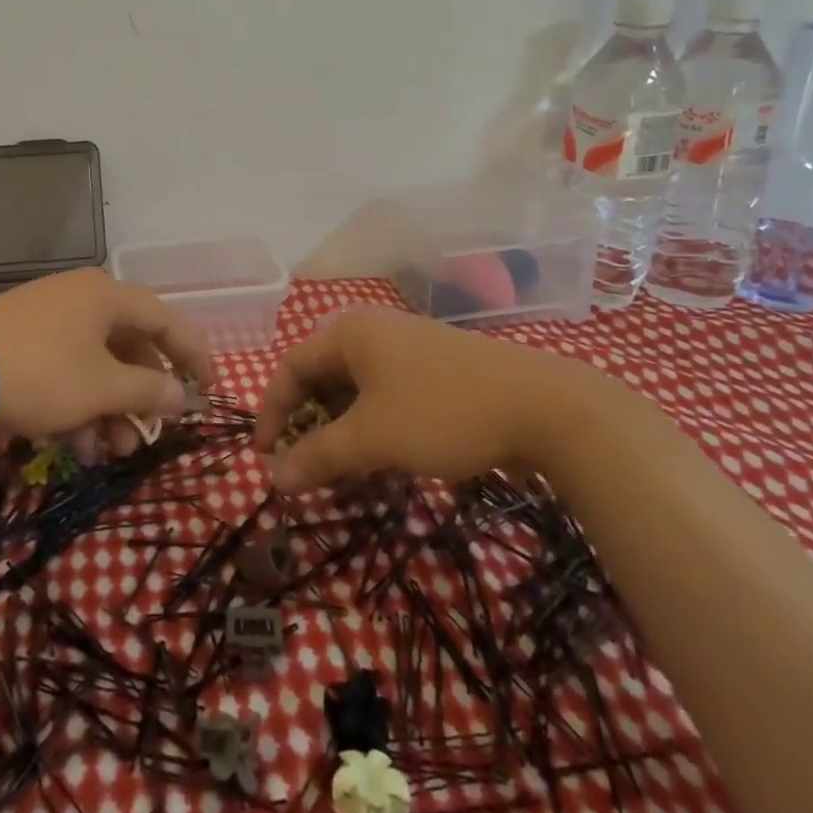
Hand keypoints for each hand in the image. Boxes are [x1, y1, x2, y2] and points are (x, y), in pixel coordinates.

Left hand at [0, 268, 213, 446]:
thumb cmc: (42, 373)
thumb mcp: (101, 387)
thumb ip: (148, 390)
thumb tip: (180, 395)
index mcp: (106, 296)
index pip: (165, 321)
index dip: (192, 355)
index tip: (208, 389)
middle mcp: (80, 298)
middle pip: (128, 346)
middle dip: (139, 397)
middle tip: (145, 435)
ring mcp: (47, 317)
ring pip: (95, 364)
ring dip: (108, 408)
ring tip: (104, 451)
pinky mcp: (20, 339)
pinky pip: (65, 368)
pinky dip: (77, 402)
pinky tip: (74, 442)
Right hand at [253, 307, 613, 491]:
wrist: (546, 408)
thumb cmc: (442, 412)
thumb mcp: (372, 438)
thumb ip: (319, 457)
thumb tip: (273, 479)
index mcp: (349, 333)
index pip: (290, 368)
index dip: (272, 413)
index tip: (265, 458)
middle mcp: (374, 332)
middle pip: (322, 378)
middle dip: (309, 427)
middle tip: (305, 468)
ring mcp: (410, 349)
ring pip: (357, 392)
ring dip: (342, 433)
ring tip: (344, 474)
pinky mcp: (439, 371)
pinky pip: (388, 397)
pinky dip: (375, 428)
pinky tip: (385, 462)